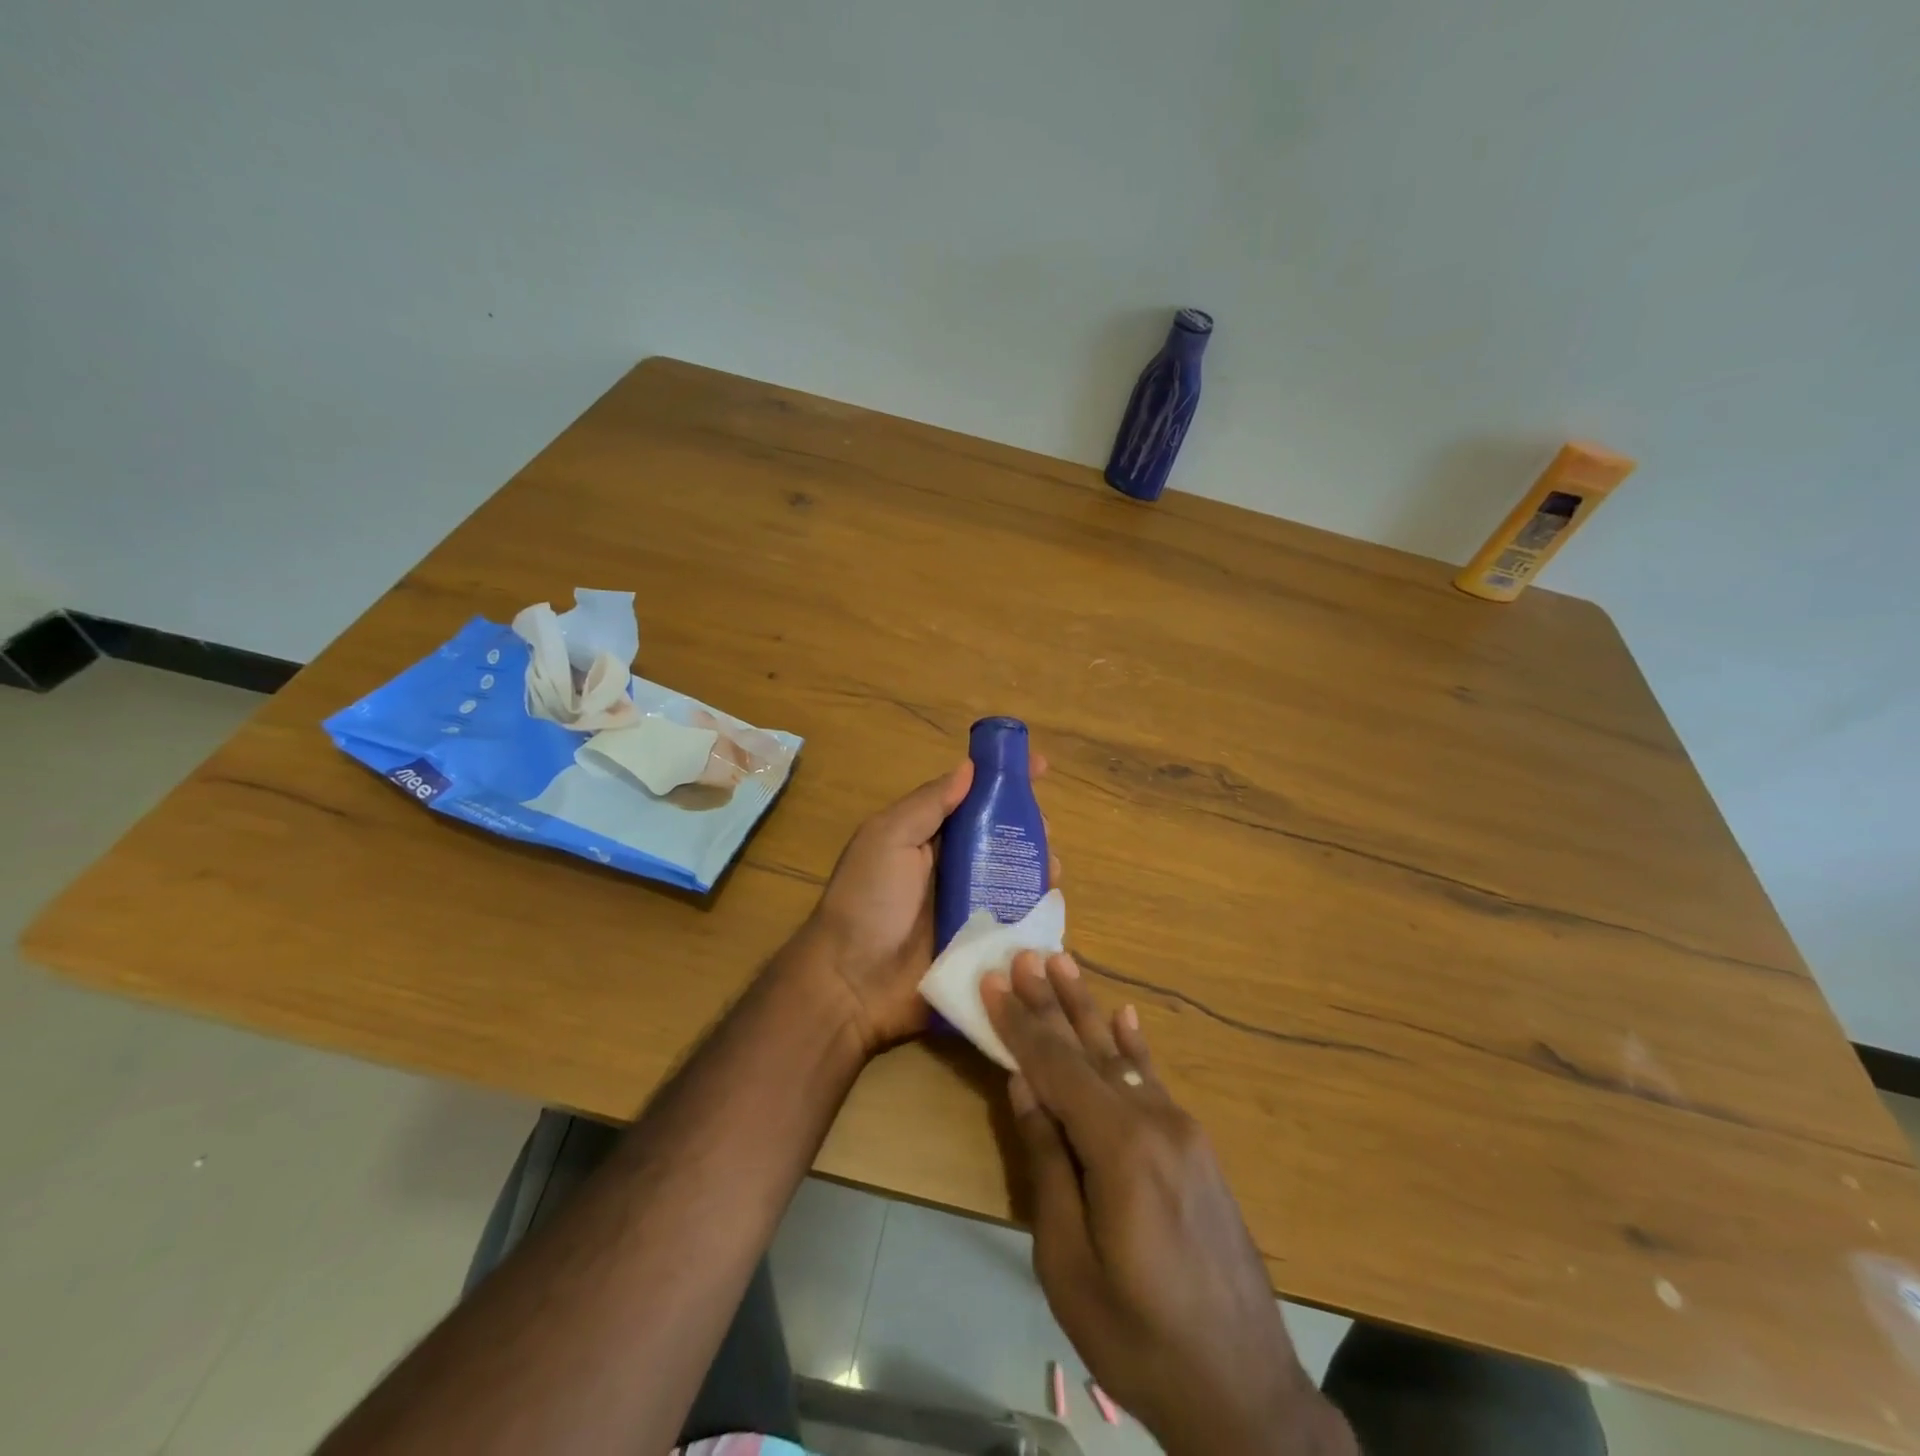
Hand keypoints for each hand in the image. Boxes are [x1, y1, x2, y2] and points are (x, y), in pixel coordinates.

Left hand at [789, 751, 1051, 1055]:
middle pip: (1003, 840)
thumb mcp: (888, 838)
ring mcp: (970, 910)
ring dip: (1039, 868)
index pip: (974, 802)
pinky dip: (1038, 912)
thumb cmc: (867, 901)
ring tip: (1050, 868)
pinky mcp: (983, 948)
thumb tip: (969, 767)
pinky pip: (1018, 924)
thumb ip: (928, 804)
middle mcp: (954, 870)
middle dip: (1029, 828)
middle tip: (1044, 830)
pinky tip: (1050, 905)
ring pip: (1016, 880)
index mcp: (930, 840)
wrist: (852, 984)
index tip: (1040, 767)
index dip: (1005, 783)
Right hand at [984, 954, 1354, 1455]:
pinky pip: (1155, 1082)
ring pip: (1121, 1056)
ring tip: (1064, 963)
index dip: (1020, 1024)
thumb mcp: (1068, 1261)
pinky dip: (1136, 1046)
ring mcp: (1182, 1131)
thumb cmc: (1137, 1335)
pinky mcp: (1195, 1148)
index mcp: (1120, 1148)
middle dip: (1051, 1002)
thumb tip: (1024, 1085)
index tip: (994, 980)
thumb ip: (1049, 1163)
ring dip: (1088, 1009)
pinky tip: (1127, 1016)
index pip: (1056, 1067)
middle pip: (1089, 1049)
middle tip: (1025, 954)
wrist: (1243, 1391)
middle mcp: (1154, 1121)